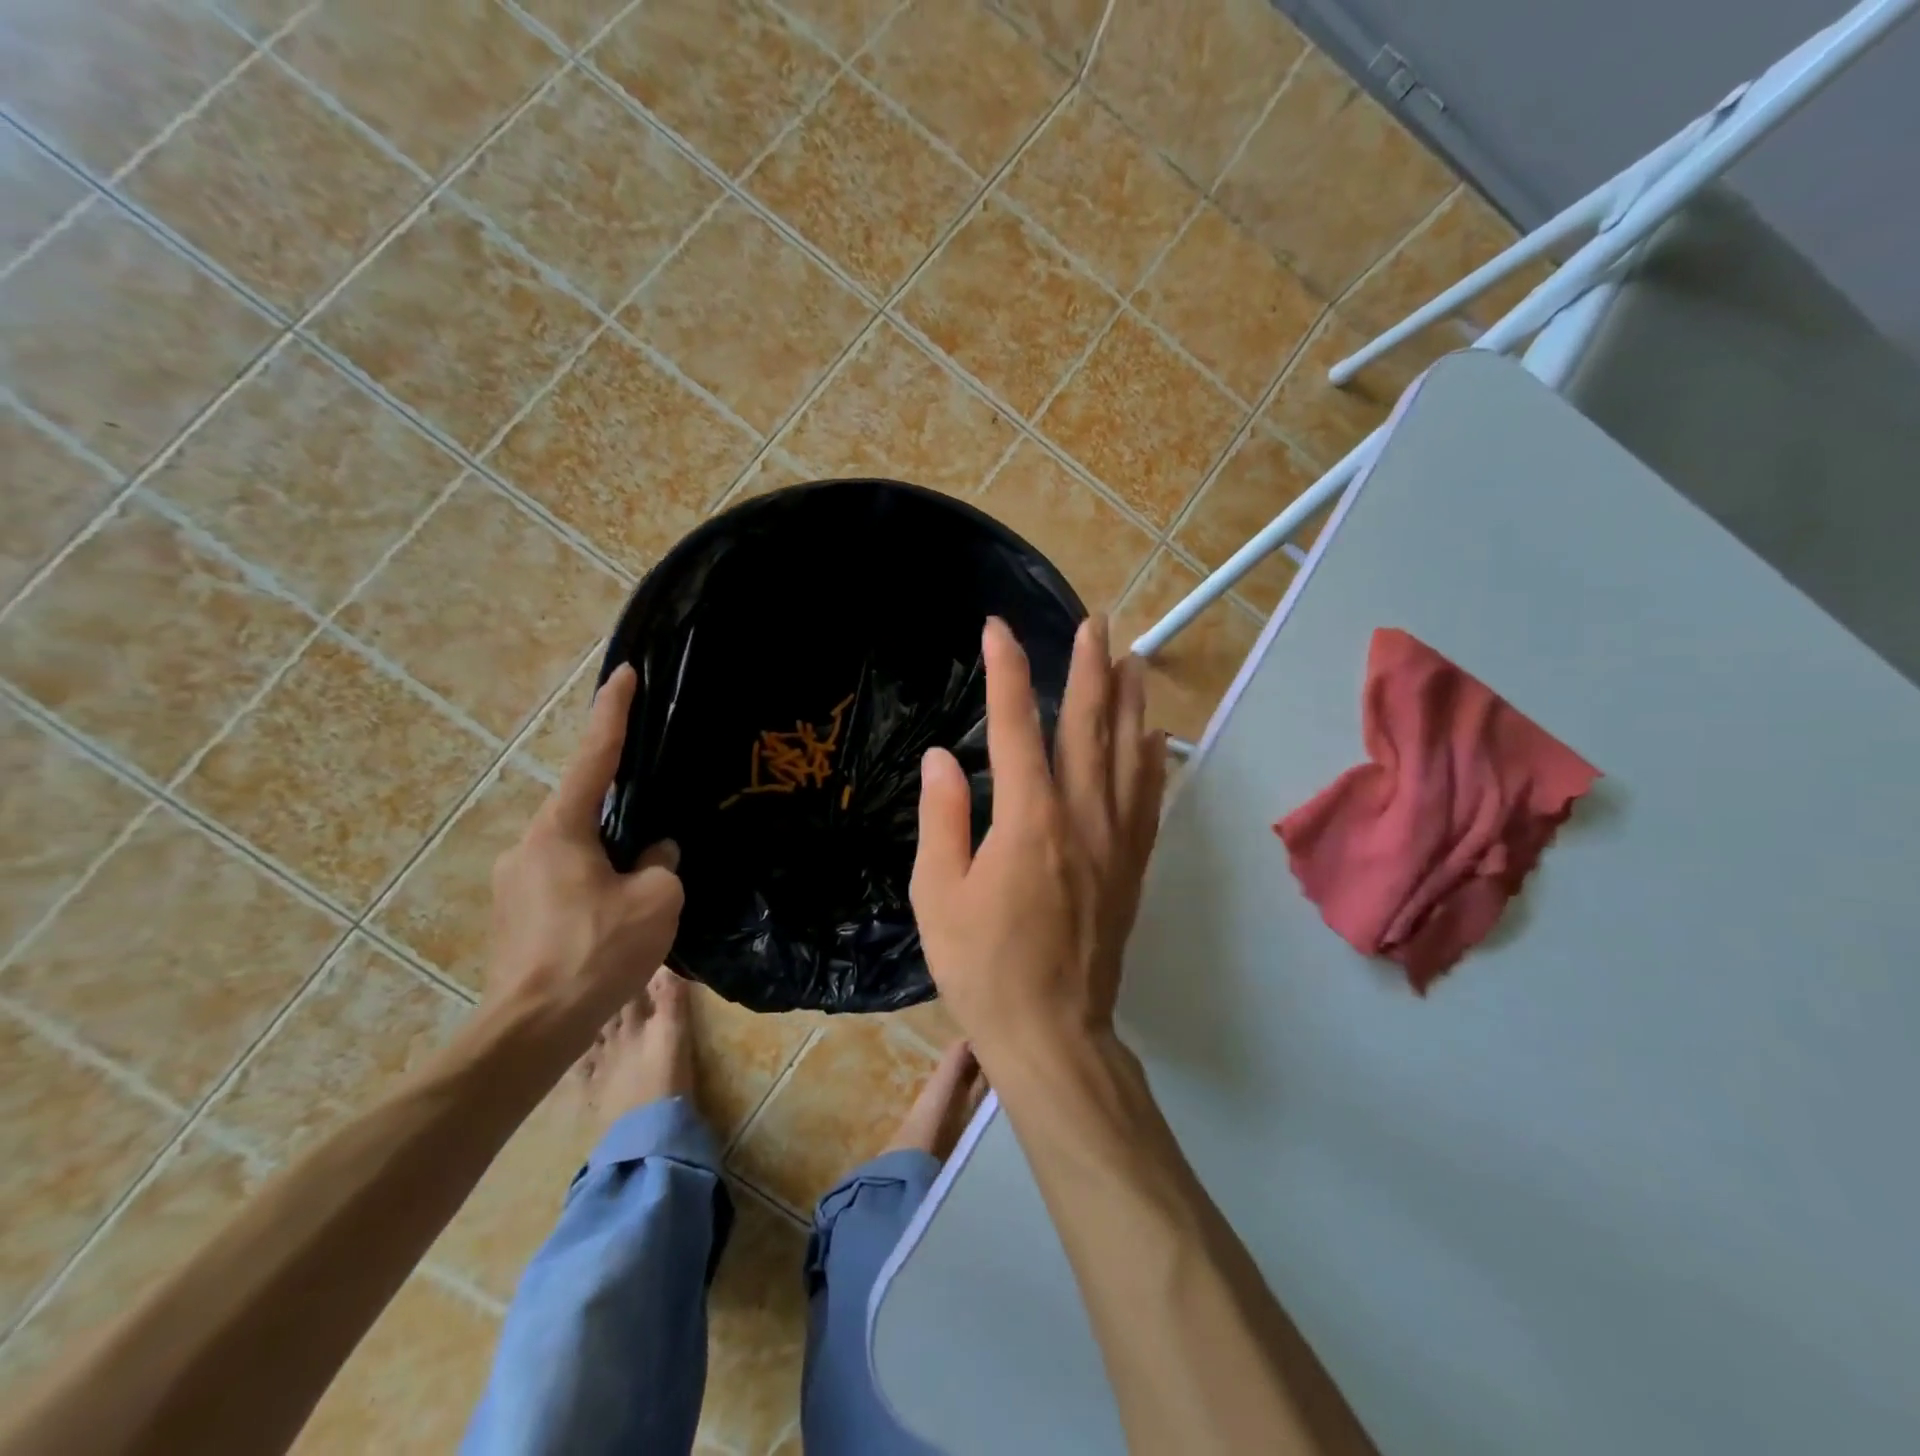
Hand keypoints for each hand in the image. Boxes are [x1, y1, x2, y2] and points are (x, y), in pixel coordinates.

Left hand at [485, 664, 683, 1044]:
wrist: (533, 1029)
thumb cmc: (597, 952)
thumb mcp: (656, 899)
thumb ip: (660, 864)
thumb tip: (652, 856)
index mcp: (560, 830)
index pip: (593, 756)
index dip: (612, 712)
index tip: (622, 675)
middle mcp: (528, 846)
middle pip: (584, 810)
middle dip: (620, 814)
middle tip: (654, 837)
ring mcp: (515, 883)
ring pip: (576, 851)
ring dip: (608, 858)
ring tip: (640, 891)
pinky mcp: (515, 916)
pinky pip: (564, 881)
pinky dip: (593, 885)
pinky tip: (615, 918)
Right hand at [910, 616, 1164, 1066]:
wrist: (1053, 1032)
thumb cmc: (983, 967)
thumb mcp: (938, 894)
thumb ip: (942, 818)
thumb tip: (941, 757)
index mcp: (1027, 820)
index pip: (1015, 726)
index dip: (1006, 672)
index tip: (998, 629)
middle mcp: (1080, 816)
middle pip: (1087, 725)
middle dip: (1088, 667)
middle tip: (1092, 622)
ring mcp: (1115, 839)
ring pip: (1127, 753)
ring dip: (1128, 701)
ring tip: (1132, 657)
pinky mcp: (1132, 865)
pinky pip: (1148, 798)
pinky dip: (1152, 760)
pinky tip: (1154, 736)